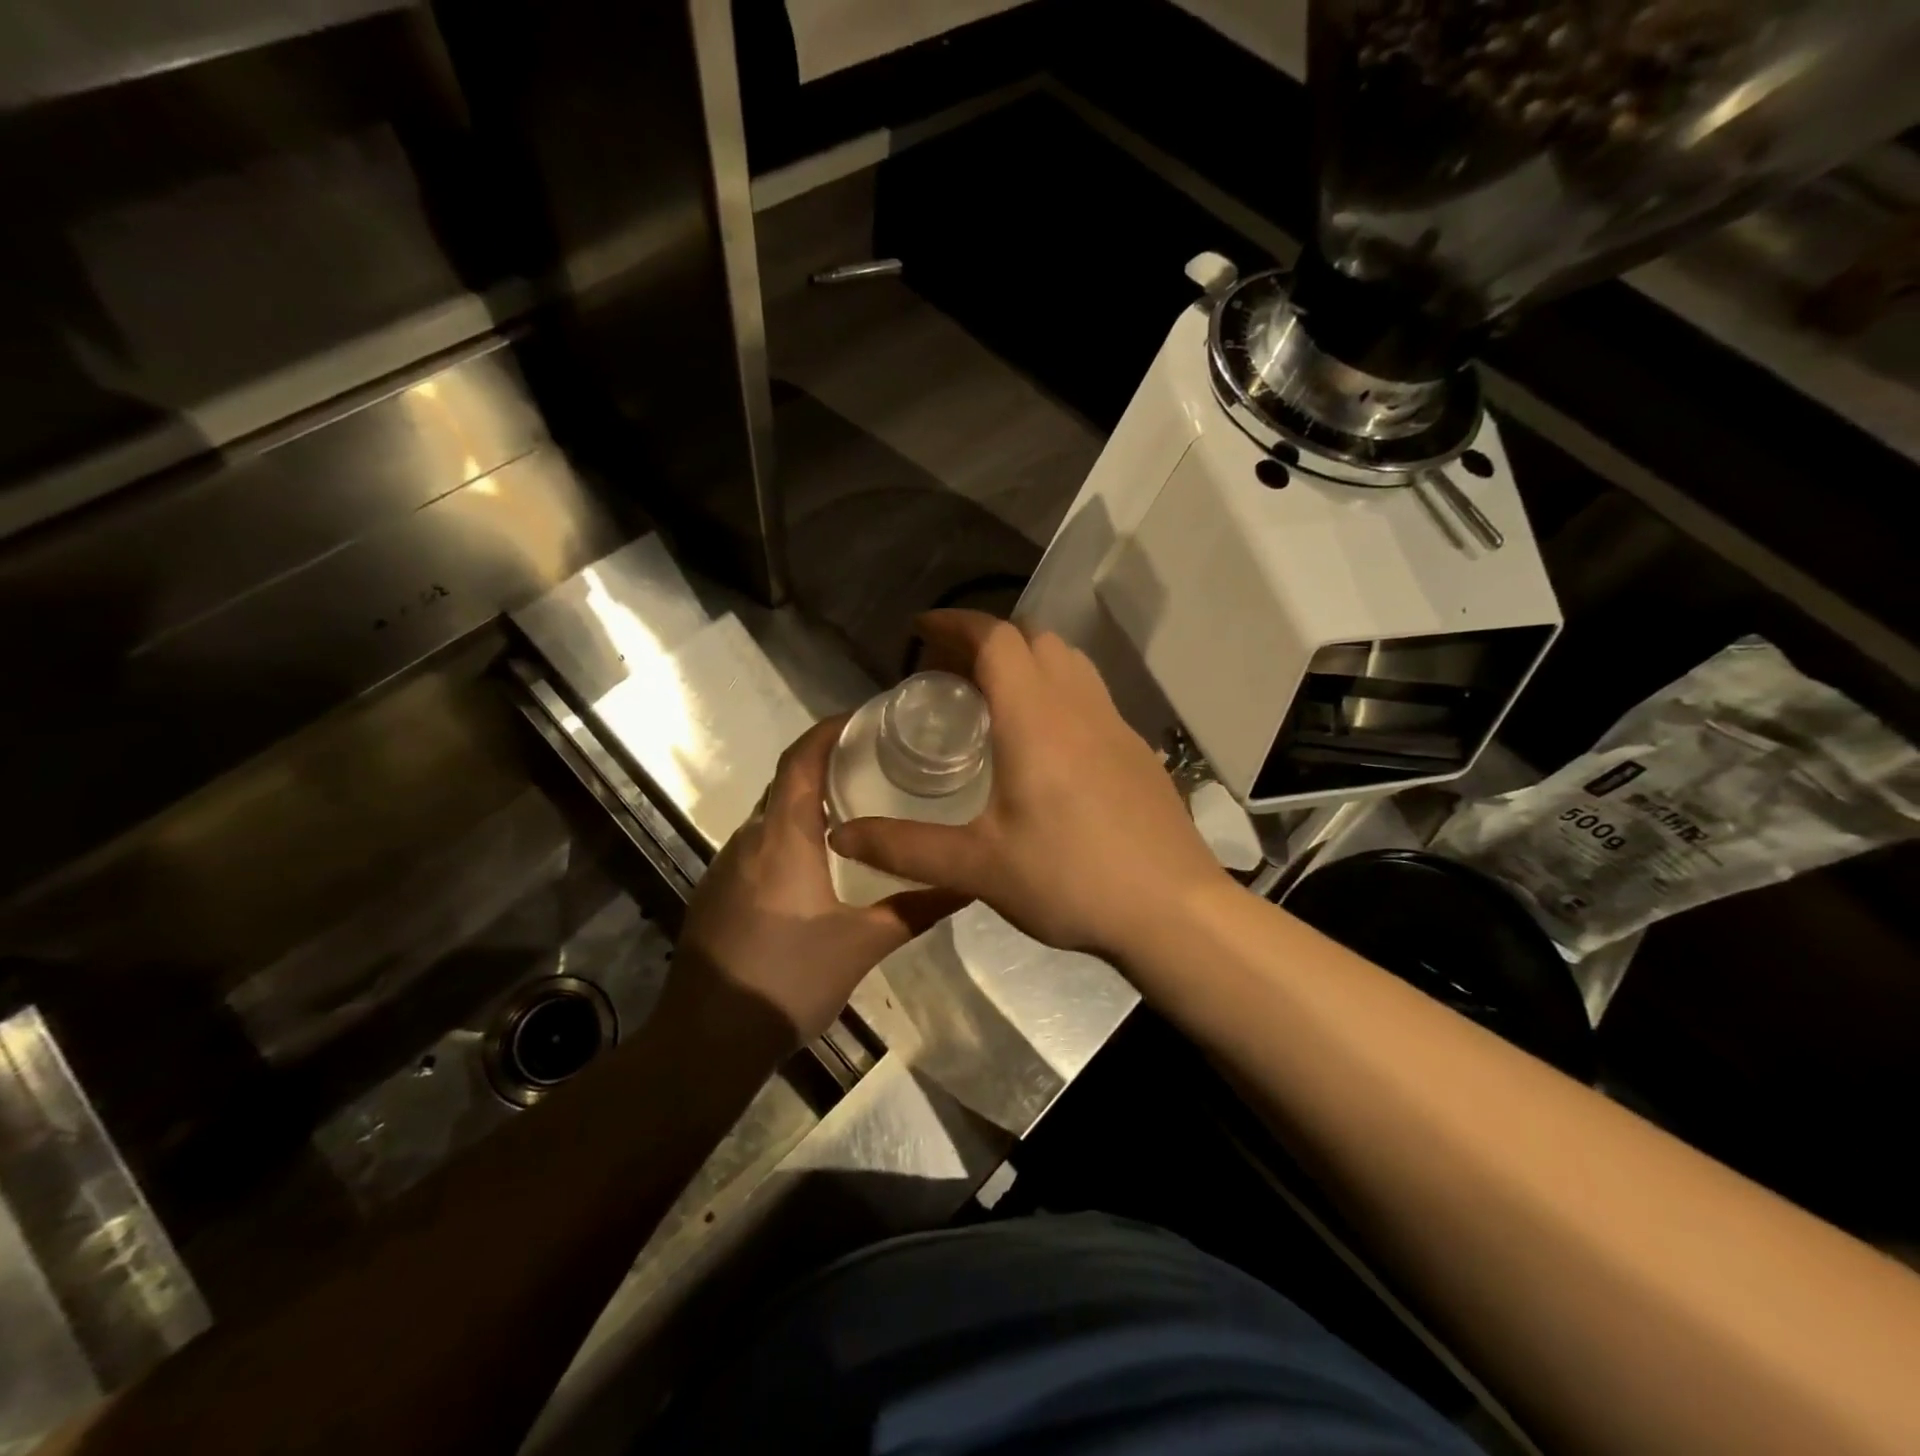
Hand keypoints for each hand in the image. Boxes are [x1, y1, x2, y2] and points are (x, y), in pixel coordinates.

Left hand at [670, 717, 964, 1047]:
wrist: (707, 1041)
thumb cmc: (788, 979)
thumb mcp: (863, 945)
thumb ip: (917, 909)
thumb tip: (971, 883)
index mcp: (781, 838)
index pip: (800, 760)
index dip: (828, 730)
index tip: (865, 719)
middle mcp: (749, 840)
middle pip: (785, 782)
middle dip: (825, 763)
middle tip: (876, 763)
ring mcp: (727, 868)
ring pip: (770, 816)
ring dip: (807, 802)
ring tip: (857, 807)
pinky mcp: (718, 894)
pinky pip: (758, 845)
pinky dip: (790, 834)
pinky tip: (819, 863)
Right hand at [829, 610, 1227, 960]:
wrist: (1172, 911)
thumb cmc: (1070, 879)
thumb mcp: (977, 867)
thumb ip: (905, 847)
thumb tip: (840, 835)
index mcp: (1035, 718)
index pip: (995, 638)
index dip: (954, 623)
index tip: (919, 629)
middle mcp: (1079, 706)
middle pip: (1034, 639)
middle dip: (986, 641)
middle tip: (949, 673)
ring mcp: (1117, 725)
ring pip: (1069, 662)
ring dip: (1027, 661)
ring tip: (994, 699)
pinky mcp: (1138, 751)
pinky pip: (1091, 696)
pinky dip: (1058, 691)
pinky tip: (1046, 744)